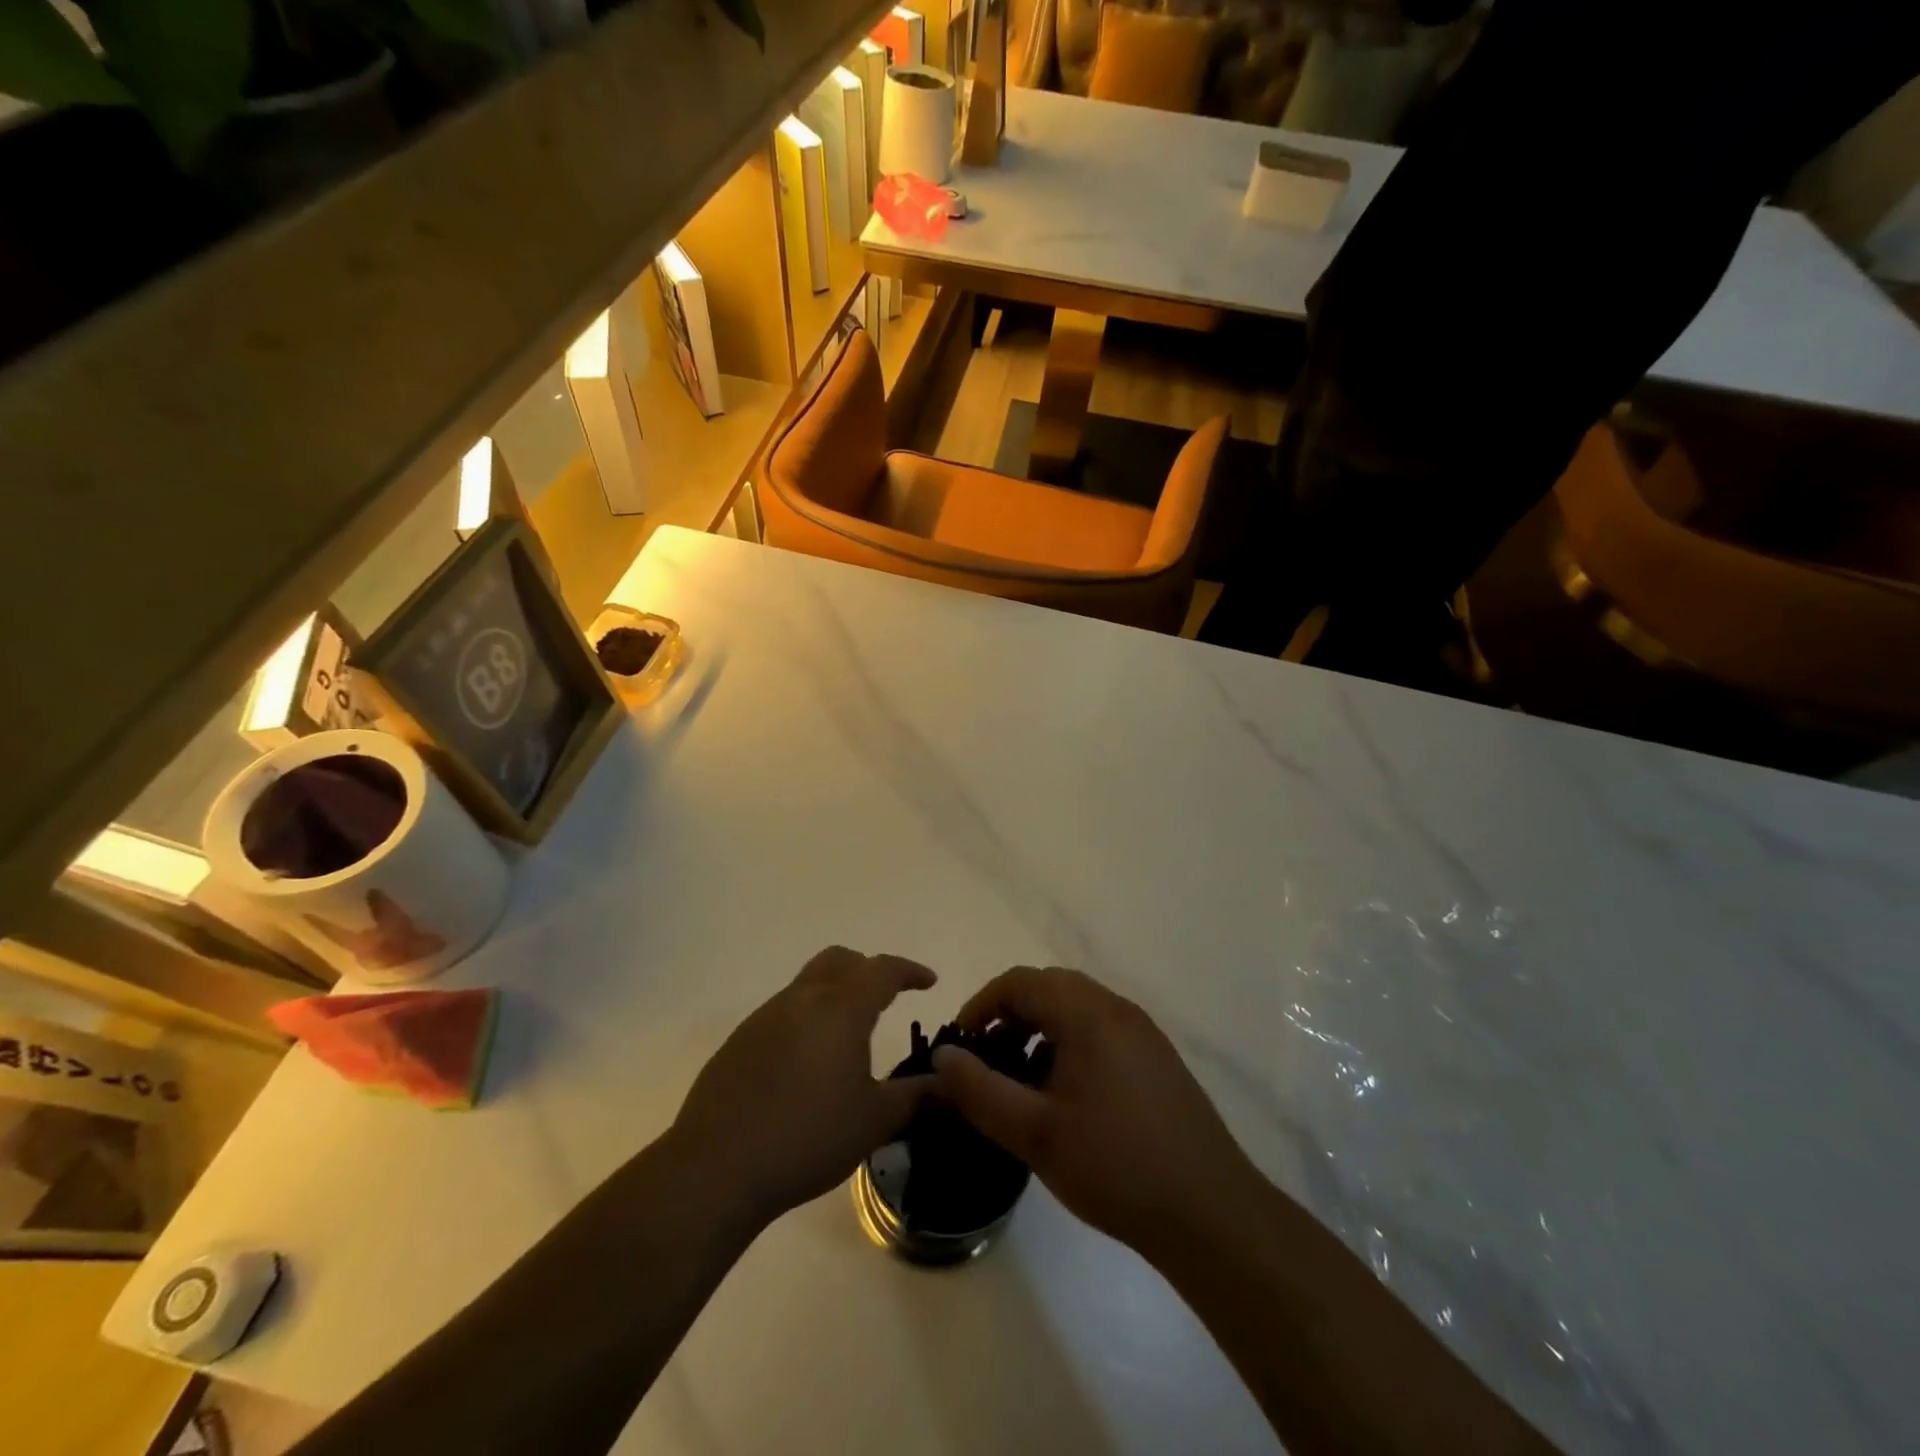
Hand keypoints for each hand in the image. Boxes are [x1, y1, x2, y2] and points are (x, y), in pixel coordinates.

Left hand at [669, 947, 936, 1228]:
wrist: (717, 1167)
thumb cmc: (807, 1137)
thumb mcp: (874, 1120)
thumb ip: (917, 1097)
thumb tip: (951, 1084)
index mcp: (841, 1009)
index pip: (882, 970)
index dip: (909, 971)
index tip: (928, 982)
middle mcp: (802, 999)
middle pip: (841, 960)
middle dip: (868, 970)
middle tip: (887, 997)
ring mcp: (765, 1017)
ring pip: (808, 982)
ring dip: (835, 992)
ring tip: (848, 1034)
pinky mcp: (739, 1040)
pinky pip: (783, 1011)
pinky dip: (806, 1018)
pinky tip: (806, 1063)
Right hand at [931, 967, 1263, 1261]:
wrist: (1211, 1212)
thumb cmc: (1115, 1166)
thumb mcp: (1034, 1133)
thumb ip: (980, 1091)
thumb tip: (943, 1057)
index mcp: (1088, 1014)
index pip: (1021, 982)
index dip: (982, 1004)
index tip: (960, 1044)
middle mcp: (1117, 1009)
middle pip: (1049, 988)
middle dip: (1009, 1016)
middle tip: (986, 1060)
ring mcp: (1142, 1033)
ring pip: (1076, 1009)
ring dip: (1039, 1030)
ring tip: (1020, 1080)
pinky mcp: (1156, 1058)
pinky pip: (1100, 1030)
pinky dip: (1068, 1044)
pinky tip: (1063, 1095)